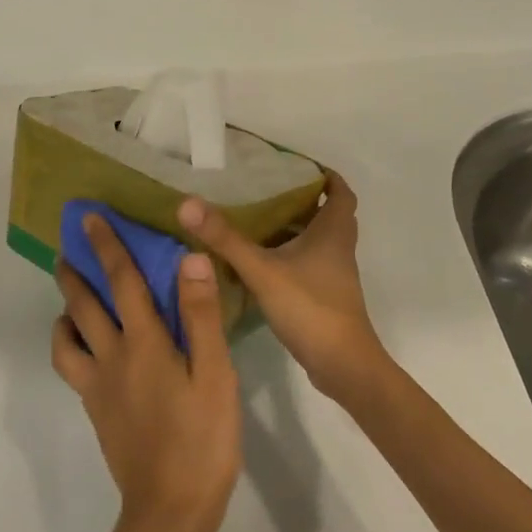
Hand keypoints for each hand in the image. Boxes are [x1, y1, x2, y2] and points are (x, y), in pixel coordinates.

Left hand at [52, 214, 240, 531]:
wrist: (169, 512)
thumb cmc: (203, 440)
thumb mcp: (215, 375)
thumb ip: (201, 316)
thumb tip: (189, 259)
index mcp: (144, 343)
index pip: (122, 280)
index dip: (107, 246)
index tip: (90, 218)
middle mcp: (111, 356)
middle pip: (83, 304)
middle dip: (74, 270)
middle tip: (66, 247)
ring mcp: (98, 386)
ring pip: (65, 338)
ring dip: (65, 310)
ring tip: (71, 298)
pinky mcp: (95, 410)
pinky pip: (72, 367)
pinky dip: (69, 345)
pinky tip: (86, 347)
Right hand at [177, 173, 389, 405]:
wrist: (343, 366)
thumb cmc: (310, 308)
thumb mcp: (262, 270)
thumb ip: (225, 239)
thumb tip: (188, 204)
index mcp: (333, 232)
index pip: (341, 191)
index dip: (325, 175)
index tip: (296, 165)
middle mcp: (339, 249)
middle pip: (329, 213)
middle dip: (304, 199)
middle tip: (268, 189)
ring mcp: (334, 275)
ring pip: (319, 240)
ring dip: (296, 228)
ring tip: (257, 218)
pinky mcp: (326, 297)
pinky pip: (310, 264)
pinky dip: (291, 255)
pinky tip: (261, 260)